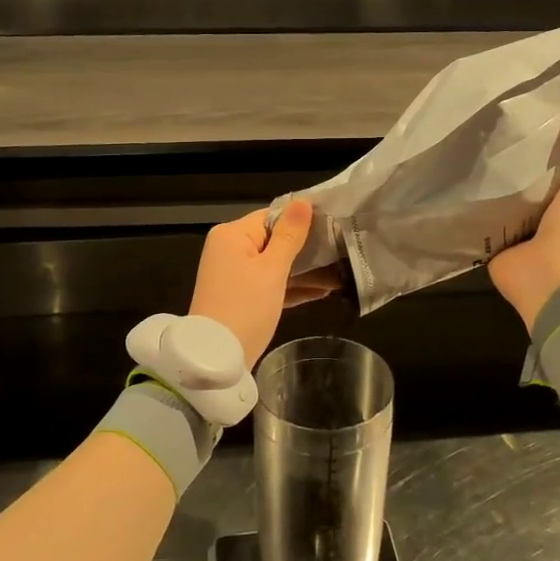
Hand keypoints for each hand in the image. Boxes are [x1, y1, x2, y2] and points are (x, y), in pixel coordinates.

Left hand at [190, 201, 338, 367]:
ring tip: (341, 273)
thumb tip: (303, 201)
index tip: (334, 224)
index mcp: (232, 235)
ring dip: (305, 270)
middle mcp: (230, 249)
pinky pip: (270, 284)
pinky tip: (323, 291)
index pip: (272, 216)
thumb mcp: (271, 269)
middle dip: (307, 249)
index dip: (302, 219)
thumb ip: (289, 235)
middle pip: (274, 239)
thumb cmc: (245, 307)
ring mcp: (234, 275)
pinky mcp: (241, 297)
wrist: (217, 359)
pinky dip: (292, 287)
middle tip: (342, 250)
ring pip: (275, 264)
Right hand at [489, 91, 559, 330]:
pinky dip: (471, 205)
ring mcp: (518, 232)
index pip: (559, 165)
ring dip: (490, 182)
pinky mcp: (494, 245)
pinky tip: (453, 182)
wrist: (551, 282)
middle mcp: (546, 215)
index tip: (531, 110)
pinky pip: (481, 220)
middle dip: (514, 160)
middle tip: (490, 123)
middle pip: (528, 181)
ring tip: (467, 145)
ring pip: (503, 199)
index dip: (550, 140)